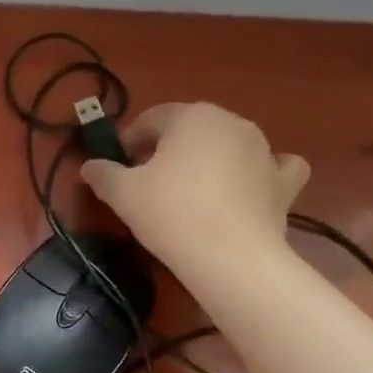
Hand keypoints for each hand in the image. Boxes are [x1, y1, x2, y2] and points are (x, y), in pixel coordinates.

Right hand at [80, 103, 308, 275]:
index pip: (151, 120)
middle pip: (190, 130)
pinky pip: (274, 167)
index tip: (117, 169)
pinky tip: (249, 188)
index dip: (129, 142)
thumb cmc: (170, 213)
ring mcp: (263, 150)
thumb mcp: (123, 193)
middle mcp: (232, 122)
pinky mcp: (284, 182)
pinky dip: (261, 173)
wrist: (229, 256)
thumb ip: (103, 174)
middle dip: (167, 150)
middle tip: (147, 184)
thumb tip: (89, 167)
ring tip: (191, 193)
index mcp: (192, 116)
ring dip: (208, 160)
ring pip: (228, 145)